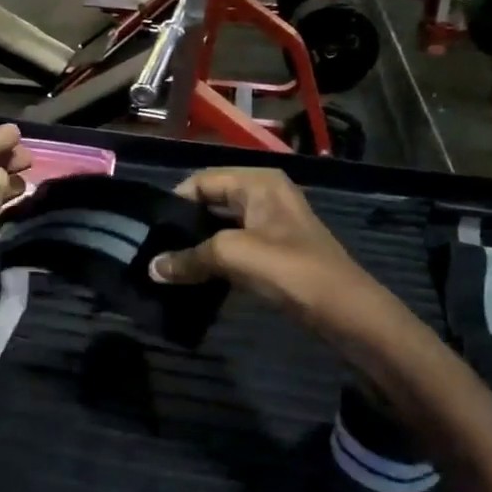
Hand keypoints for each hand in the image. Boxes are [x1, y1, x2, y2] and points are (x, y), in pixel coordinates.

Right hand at [148, 168, 398, 338]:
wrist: (344, 310)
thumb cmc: (289, 269)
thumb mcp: (233, 255)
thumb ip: (189, 258)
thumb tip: (152, 268)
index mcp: (258, 182)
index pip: (201, 181)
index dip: (174, 202)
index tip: (147, 230)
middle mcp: (264, 195)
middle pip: (211, 203)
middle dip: (183, 225)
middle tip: (152, 249)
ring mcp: (271, 225)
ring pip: (221, 228)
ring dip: (197, 246)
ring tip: (166, 266)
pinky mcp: (274, 252)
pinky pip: (234, 248)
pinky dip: (214, 260)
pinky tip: (194, 278)